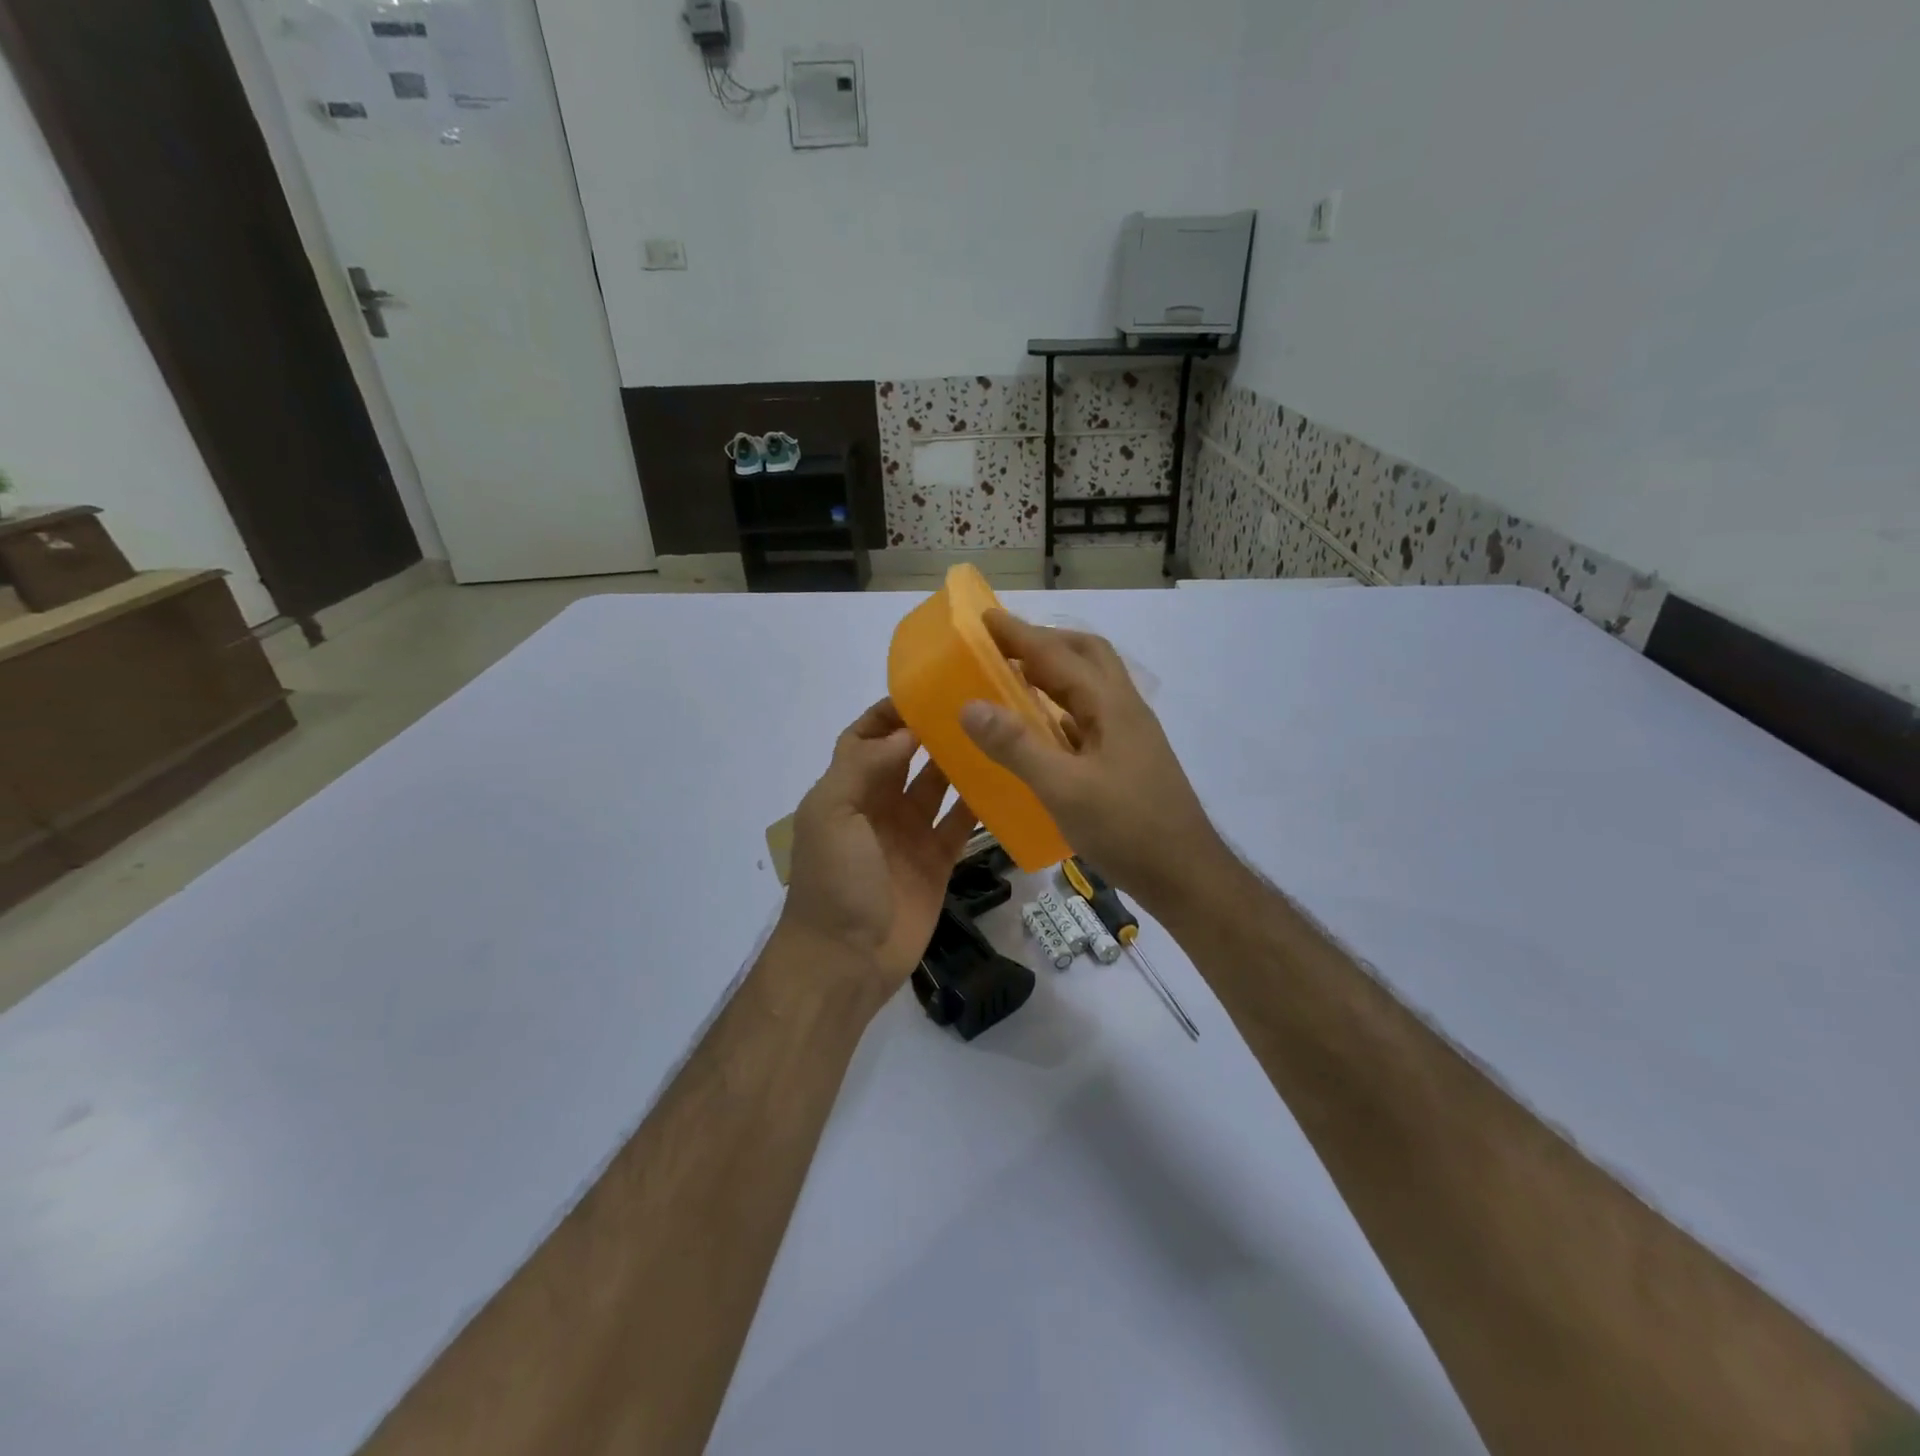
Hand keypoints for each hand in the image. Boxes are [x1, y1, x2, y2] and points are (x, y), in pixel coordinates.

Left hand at [776, 700, 976, 997]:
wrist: (845, 960)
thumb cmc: (834, 880)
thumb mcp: (833, 814)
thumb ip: (864, 766)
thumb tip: (907, 730)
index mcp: (847, 789)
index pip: (865, 738)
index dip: (889, 714)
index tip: (927, 689)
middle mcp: (879, 805)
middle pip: (907, 757)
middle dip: (932, 731)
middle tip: (974, 704)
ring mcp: (910, 834)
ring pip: (938, 786)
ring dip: (959, 763)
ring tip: (995, 733)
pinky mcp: (936, 861)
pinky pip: (960, 825)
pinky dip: (980, 805)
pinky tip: (1007, 781)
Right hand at [960, 610, 1227, 916]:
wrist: (1184, 874)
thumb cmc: (1127, 828)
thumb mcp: (1064, 788)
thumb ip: (1016, 746)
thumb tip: (969, 706)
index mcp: (1110, 705)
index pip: (1059, 654)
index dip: (1020, 634)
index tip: (984, 617)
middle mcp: (1123, 709)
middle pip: (1086, 655)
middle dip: (1044, 642)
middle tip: (1002, 646)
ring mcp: (1128, 734)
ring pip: (1089, 685)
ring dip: (1054, 672)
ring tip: (1013, 679)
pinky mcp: (1126, 758)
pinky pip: (1088, 716)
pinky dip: (1060, 707)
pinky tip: (1040, 728)